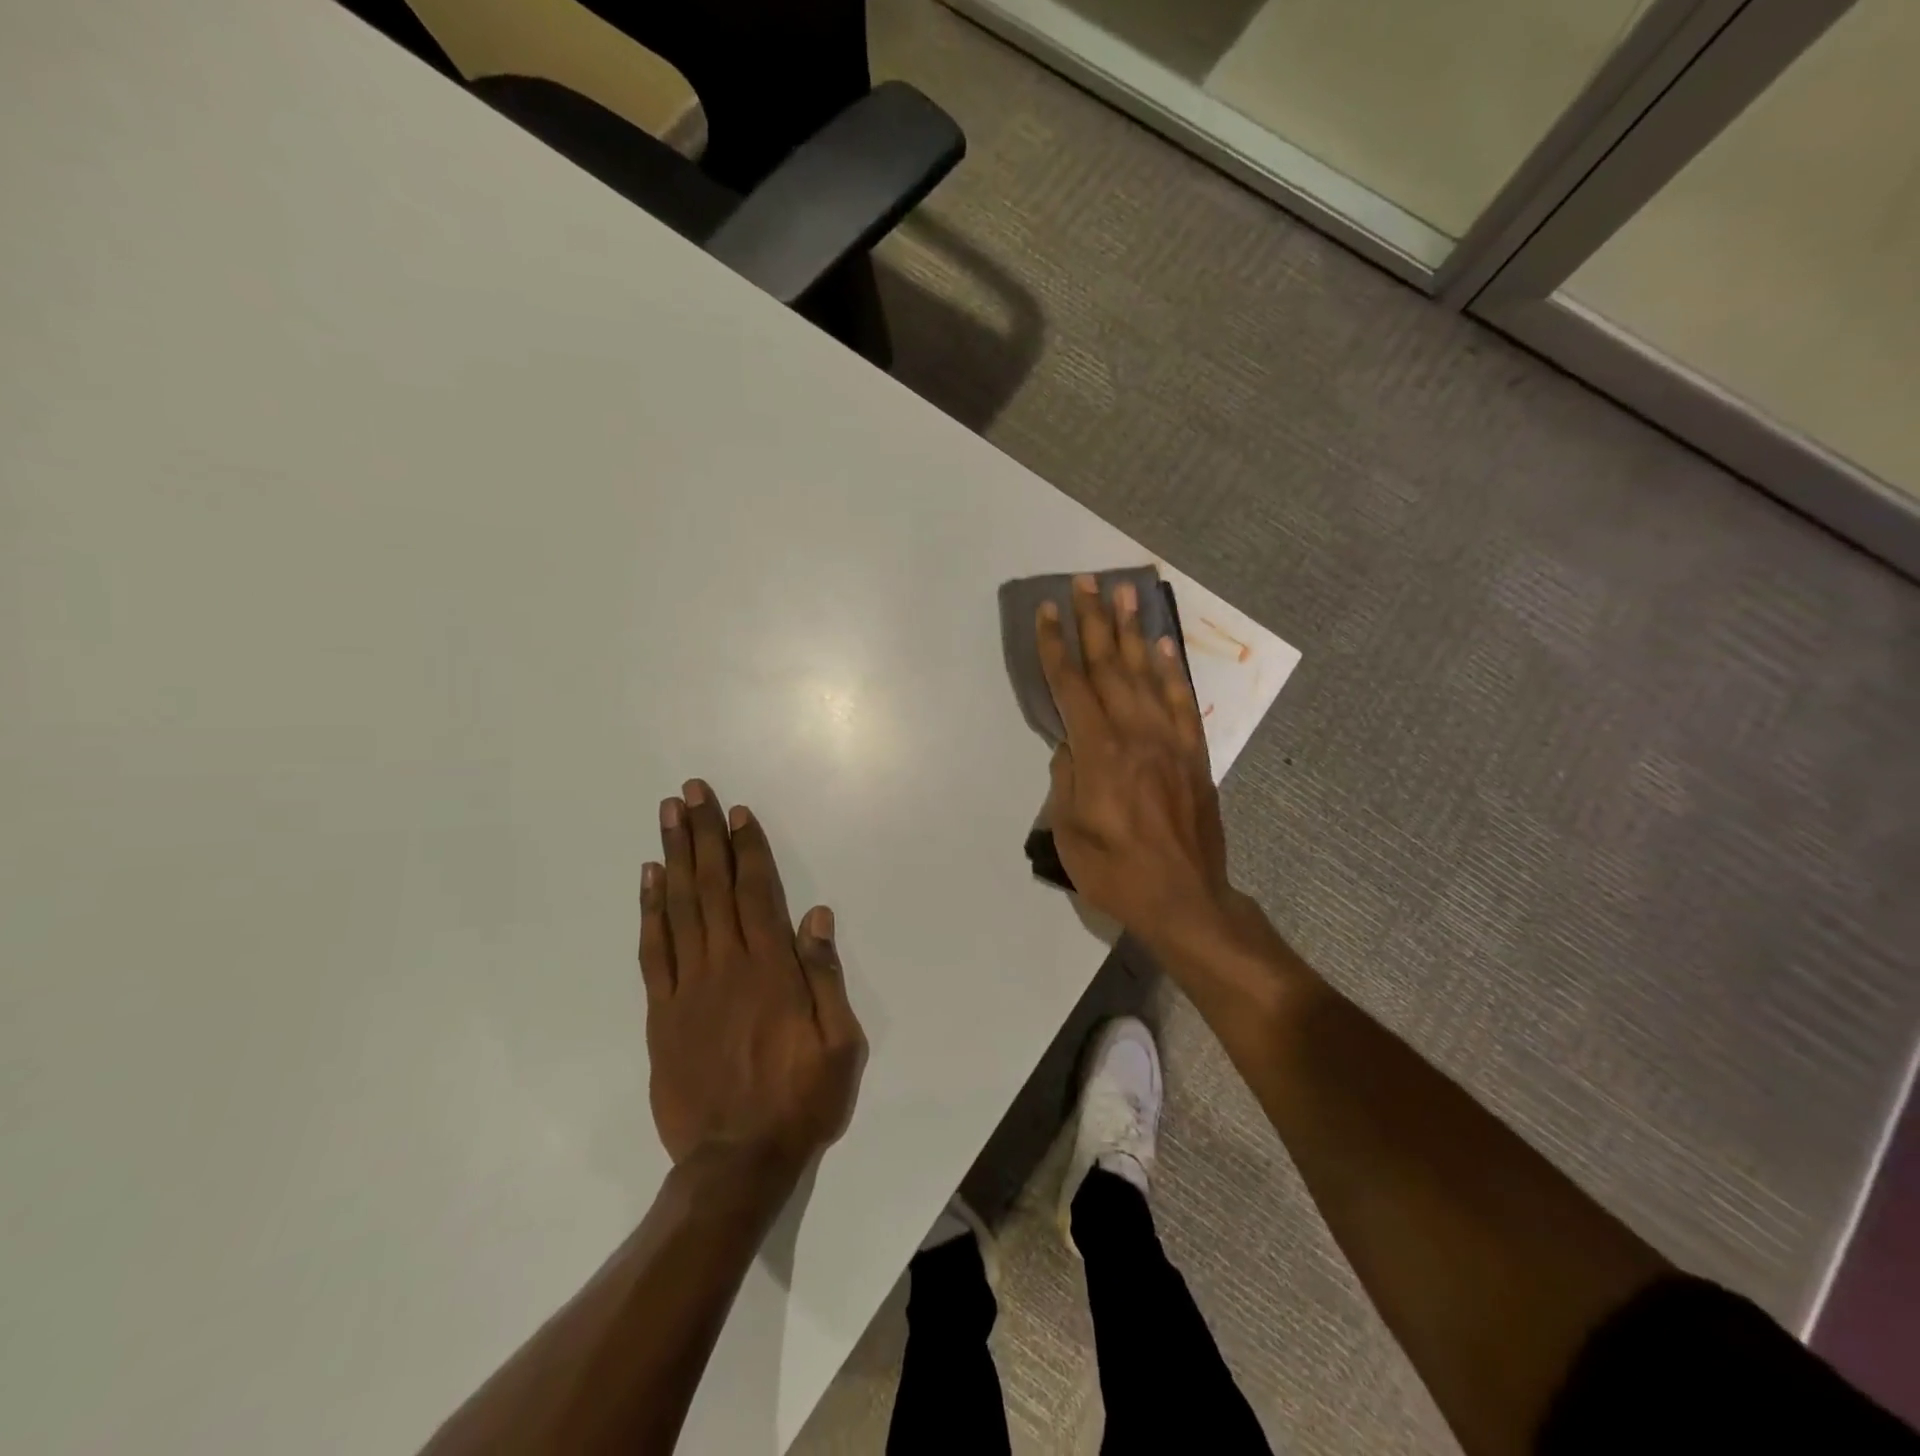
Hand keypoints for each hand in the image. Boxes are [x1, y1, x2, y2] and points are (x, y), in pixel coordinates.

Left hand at [640, 779, 865, 1178]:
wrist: (735, 1164)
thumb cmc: (799, 1100)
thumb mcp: (839, 1044)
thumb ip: (825, 976)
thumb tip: (816, 916)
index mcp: (771, 970)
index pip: (756, 892)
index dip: (747, 849)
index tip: (736, 812)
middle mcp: (726, 966)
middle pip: (712, 886)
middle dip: (703, 835)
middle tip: (691, 792)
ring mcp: (688, 987)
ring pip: (679, 908)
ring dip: (674, 857)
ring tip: (667, 817)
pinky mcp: (662, 1013)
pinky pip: (653, 951)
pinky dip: (650, 911)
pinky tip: (649, 880)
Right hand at [1036, 576, 1234, 948]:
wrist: (1185, 898)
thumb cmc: (1116, 872)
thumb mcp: (1069, 833)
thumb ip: (1066, 779)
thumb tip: (1070, 745)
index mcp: (1099, 752)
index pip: (1071, 685)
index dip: (1055, 645)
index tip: (1046, 611)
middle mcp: (1135, 734)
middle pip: (1110, 665)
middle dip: (1093, 621)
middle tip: (1084, 582)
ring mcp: (1170, 740)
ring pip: (1147, 673)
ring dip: (1134, 630)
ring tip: (1125, 592)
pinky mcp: (1194, 753)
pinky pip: (1181, 700)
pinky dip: (1171, 668)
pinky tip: (1163, 644)